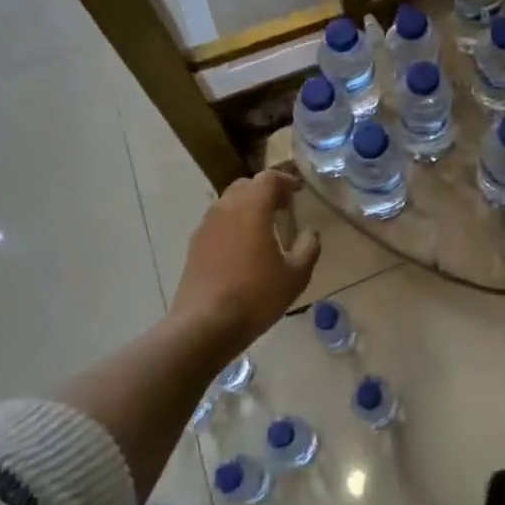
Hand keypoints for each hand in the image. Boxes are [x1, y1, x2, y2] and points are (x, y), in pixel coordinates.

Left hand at [171, 166, 320, 353]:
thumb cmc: (255, 295)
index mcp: (252, 207)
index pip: (269, 178)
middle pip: (246, 185)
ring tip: (263, 227)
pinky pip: (217, 223)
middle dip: (265, 191)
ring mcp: (206, 226)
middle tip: (282, 207)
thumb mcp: (295, 275)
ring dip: (247, 207)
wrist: (203, 325)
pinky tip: (241, 248)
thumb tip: (310, 232)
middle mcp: (226, 208)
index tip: (298, 191)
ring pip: (228, 203)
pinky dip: (232, 225)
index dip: (286, 180)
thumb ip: (308, 248)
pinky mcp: (194, 246)